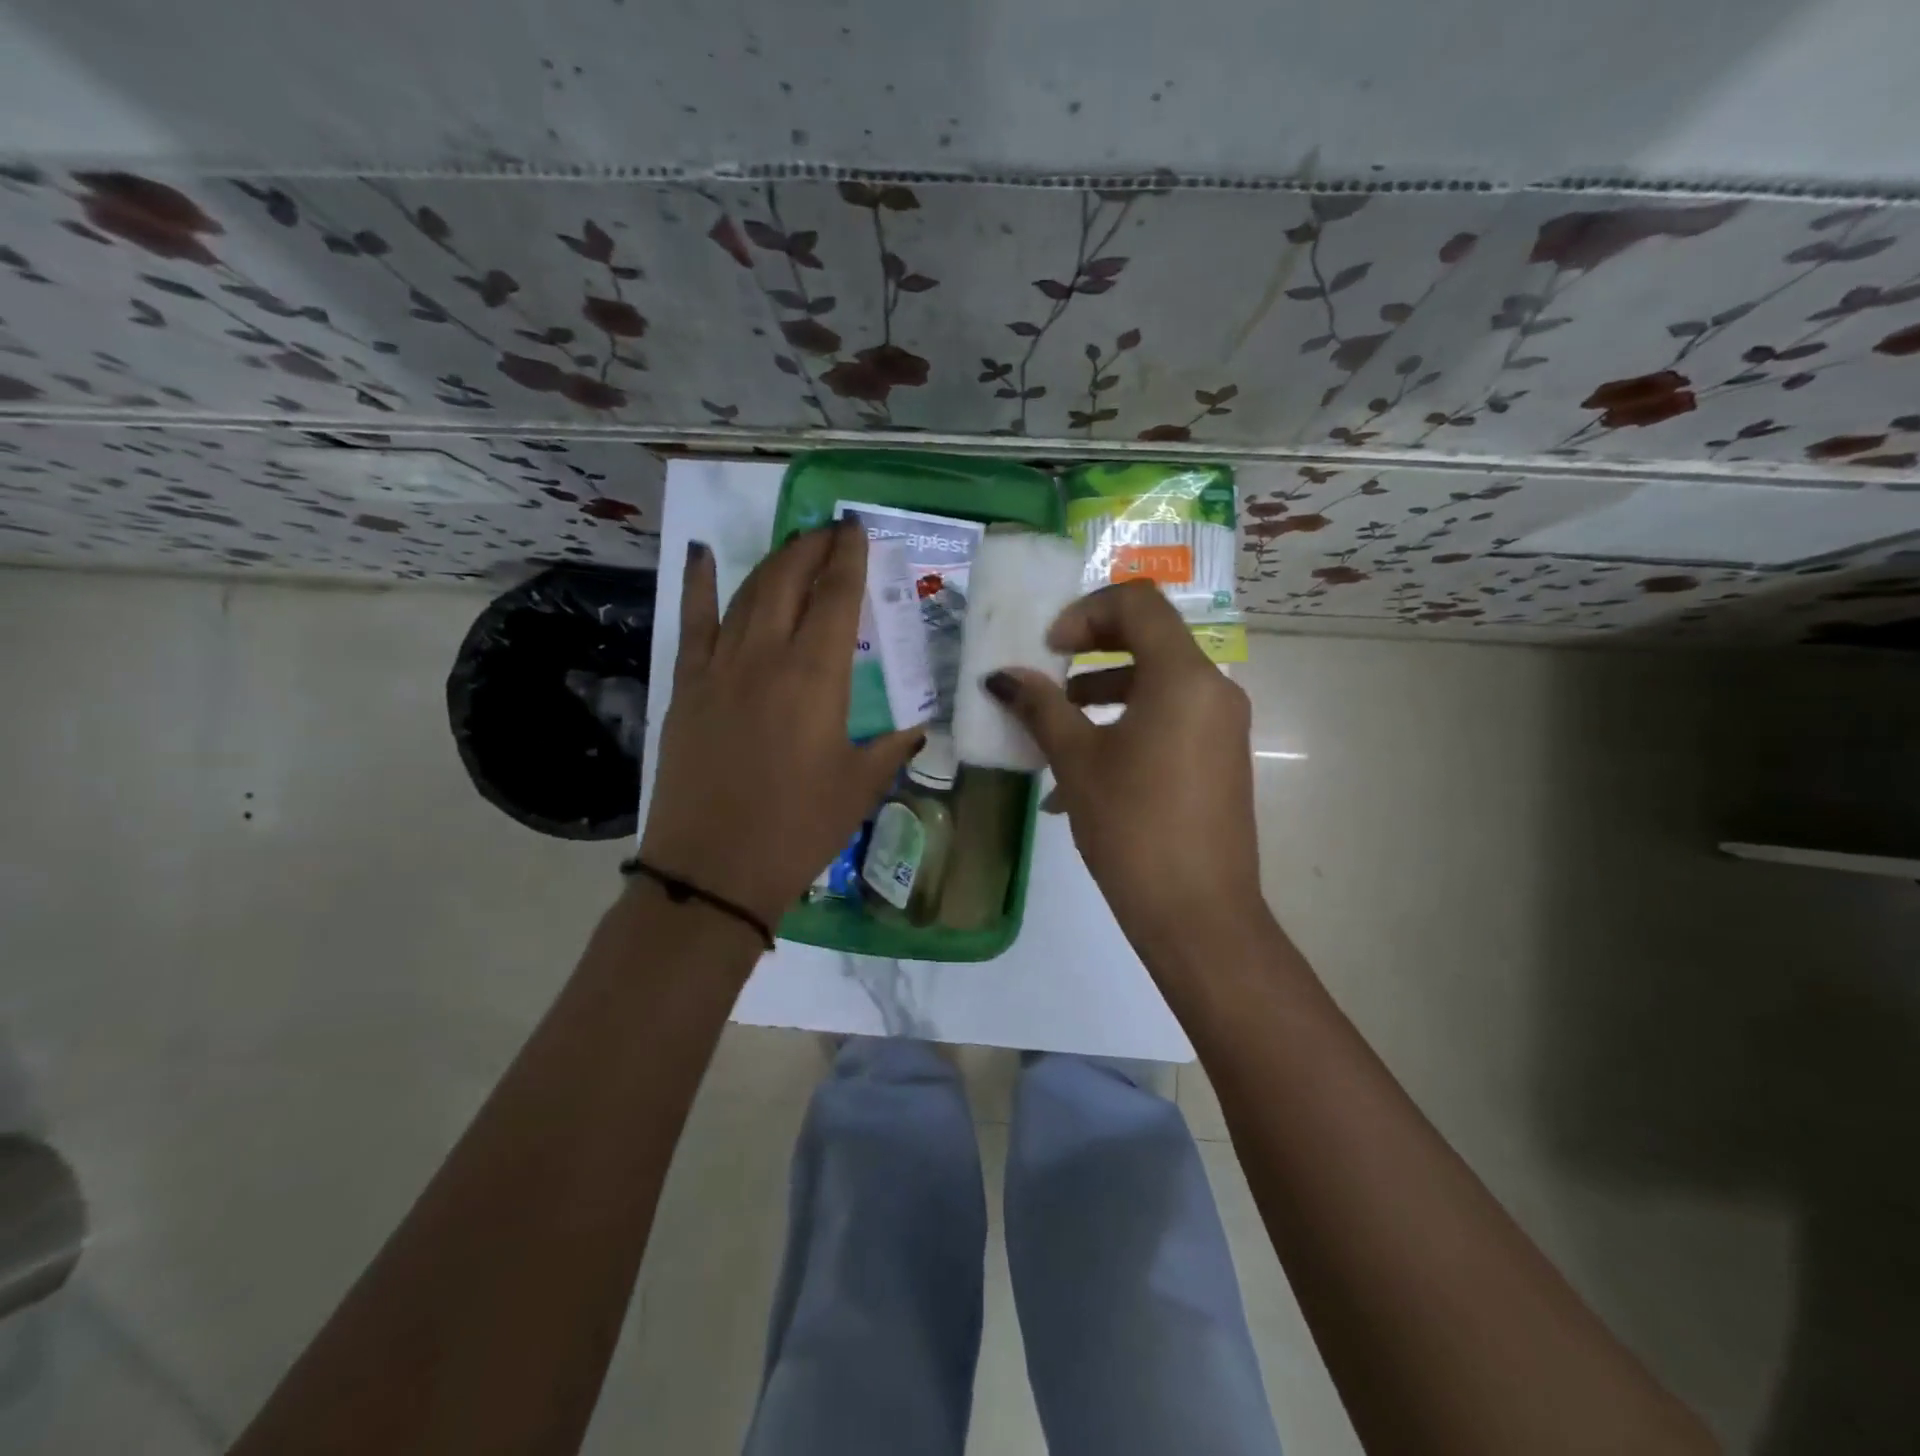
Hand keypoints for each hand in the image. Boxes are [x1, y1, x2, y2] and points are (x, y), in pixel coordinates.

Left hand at [641, 524, 922, 931]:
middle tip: (830, 531)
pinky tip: (702, 555)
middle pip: (789, 580)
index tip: (856, 529)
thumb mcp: (859, 787)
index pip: (836, 597)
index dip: (848, 557)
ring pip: (748, 593)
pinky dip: (699, 584)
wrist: (713, 869)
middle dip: (812, 547)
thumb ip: (890, 748)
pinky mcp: (687, 685)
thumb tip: (914, 731)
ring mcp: (719, 666)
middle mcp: (766, 655)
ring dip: (774, 561)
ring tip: (794, 544)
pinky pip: (693, 622)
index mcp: (816, 676)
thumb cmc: (798, 829)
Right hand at [983, 581, 1264, 959]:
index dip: (1085, 612)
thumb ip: (1040, 707)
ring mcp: (1222, 725)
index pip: (1138, 602)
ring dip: (1102, 692)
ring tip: (1055, 730)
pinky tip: (1082, 774)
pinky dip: (1126, 725)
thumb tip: (1001, 677)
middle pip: (1149, 637)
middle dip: (1091, 650)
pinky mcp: (1219, 758)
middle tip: (1048, 676)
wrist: (1199, 915)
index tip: (1049, 649)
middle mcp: (1213, 688)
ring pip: (1157, 682)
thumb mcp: (1078, 762)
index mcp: (1184, 676)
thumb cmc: (1133, 827)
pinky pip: (1169, 719)